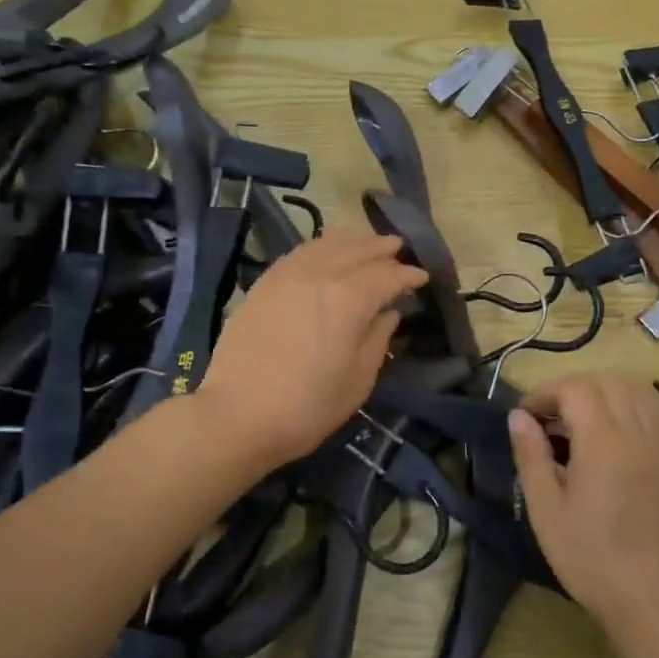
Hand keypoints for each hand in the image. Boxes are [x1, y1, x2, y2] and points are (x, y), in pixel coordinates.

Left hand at [200, 232, 426, 471]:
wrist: (236, 416)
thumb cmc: (307, 407)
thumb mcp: (358, 380)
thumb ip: (378, 339)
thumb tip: (389, 313)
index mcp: (349, 299)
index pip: (388, 275)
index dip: (408, 275)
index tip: (422, 277)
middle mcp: (319, 274)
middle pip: (358, 250)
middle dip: (382, 248)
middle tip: (399, 249)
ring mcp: (287, 275)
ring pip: (327, 243)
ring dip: (352, 241)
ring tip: (366, 245)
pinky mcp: (264, 282)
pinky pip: (300, 252)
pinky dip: (322, 247)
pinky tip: (327, 254)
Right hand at [509, 373, 658, 635]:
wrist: (646, 593)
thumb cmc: (587, 554)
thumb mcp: (545, 508)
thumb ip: (531, 454)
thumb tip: (518, 416)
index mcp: (603, 442)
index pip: (575, 389)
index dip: (545, 392)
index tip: (525, 414)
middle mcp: (636, 433)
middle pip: (605, 382)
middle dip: (571, 388)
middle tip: (548, 416)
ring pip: (634, 390)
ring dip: (602, 391)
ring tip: (579, 418)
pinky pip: (652, 411)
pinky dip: (627, 405)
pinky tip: (610, 432)